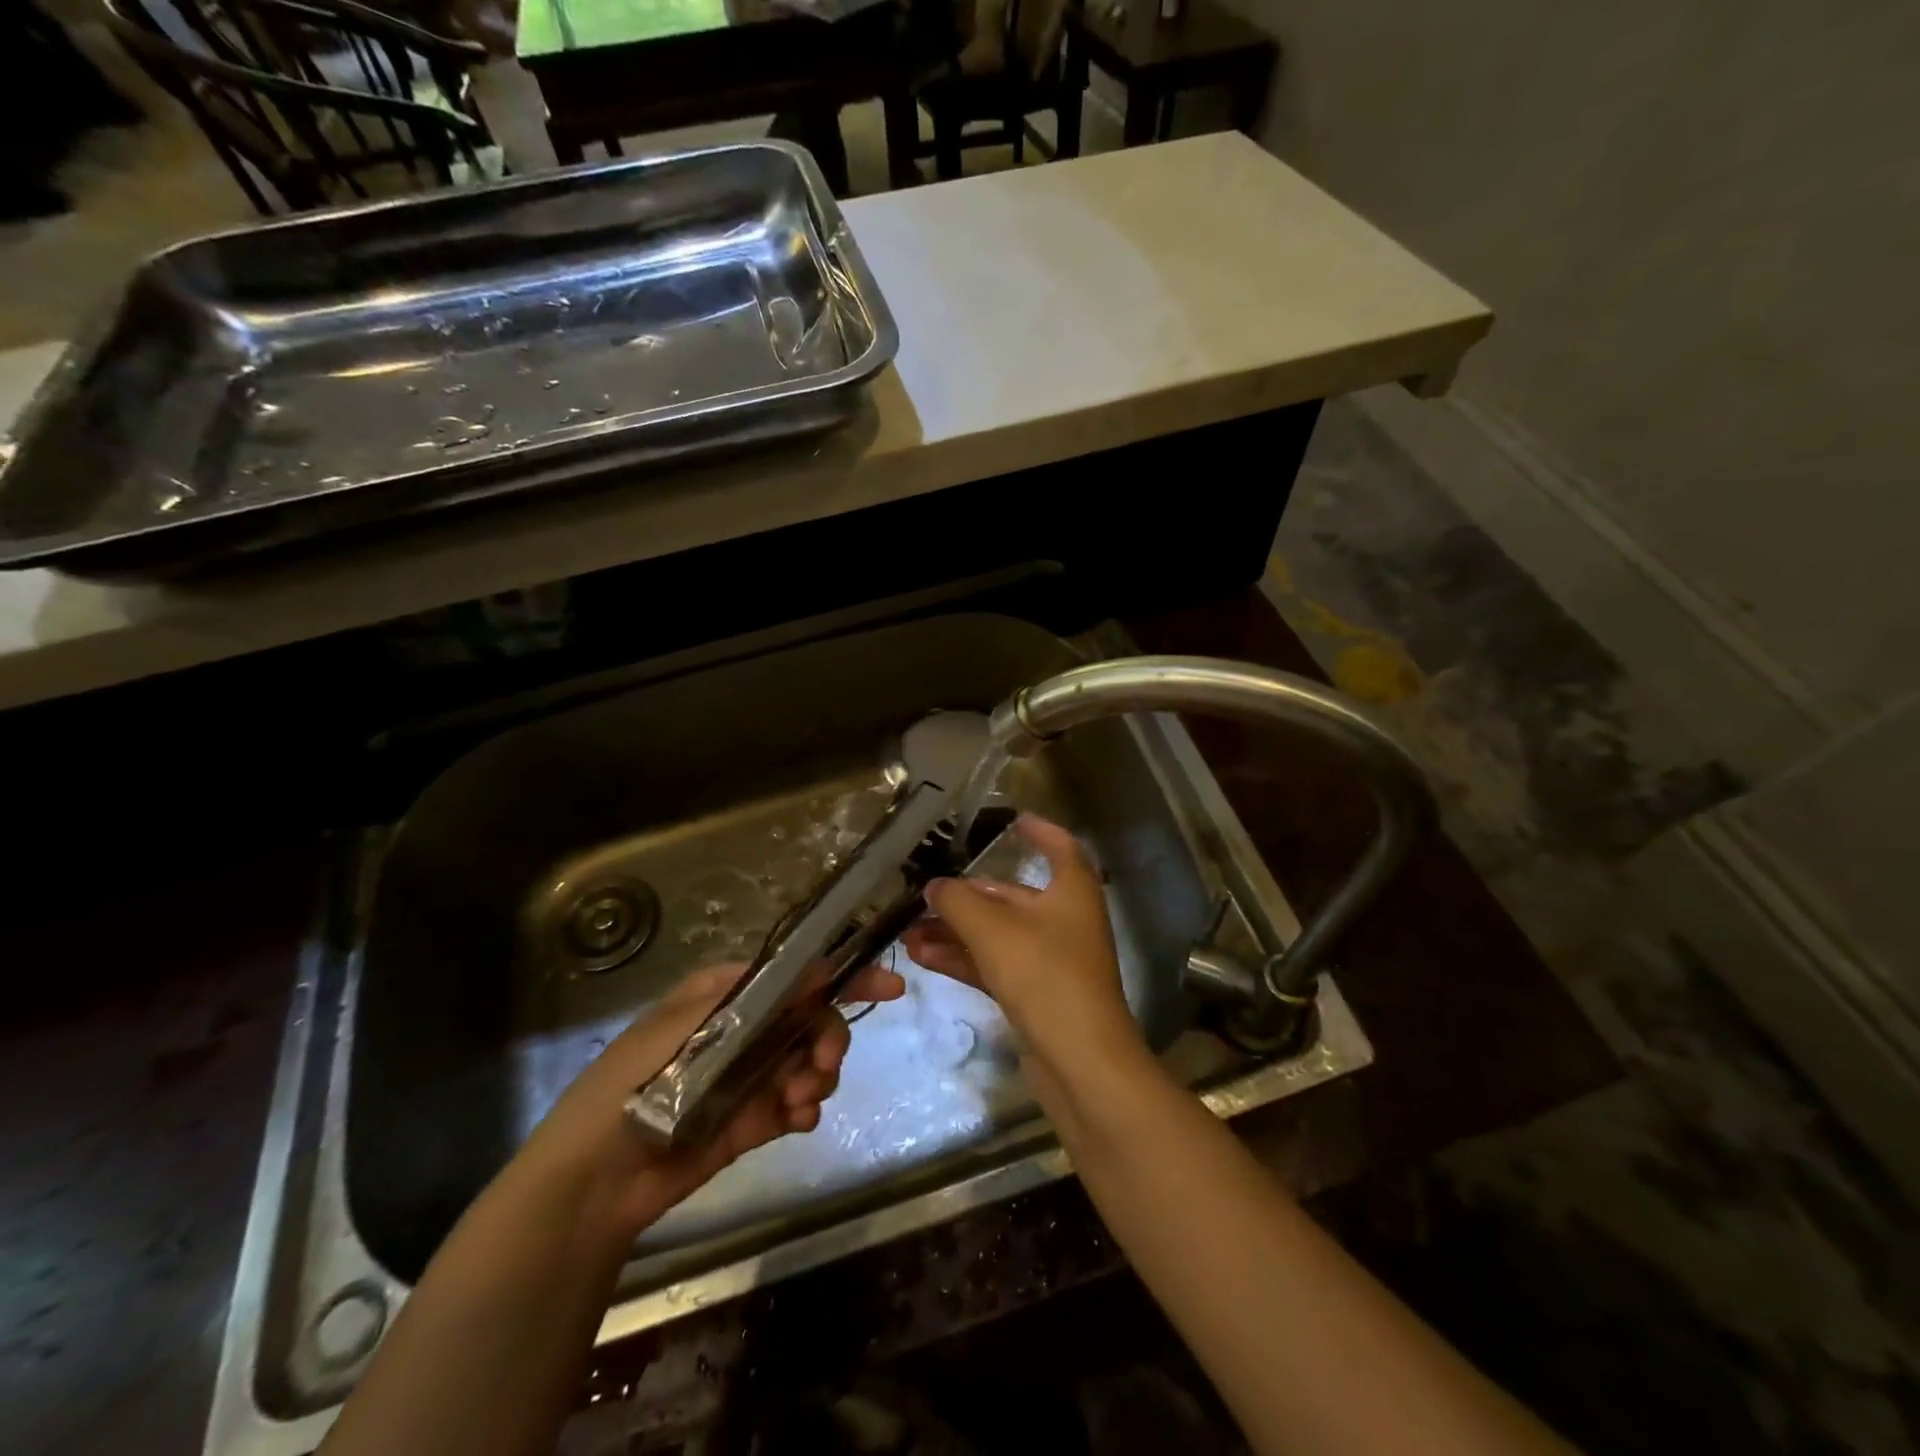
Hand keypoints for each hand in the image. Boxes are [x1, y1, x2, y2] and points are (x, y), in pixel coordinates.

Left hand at [517, 958, 904, 1241]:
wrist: (592, 1182)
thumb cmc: (627, 1086)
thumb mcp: (679, 1028)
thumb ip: (749, 1001)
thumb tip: (817, 969)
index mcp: (727, 995)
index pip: (796, 975)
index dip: (843, 976)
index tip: (888, 987)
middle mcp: (746, 1028)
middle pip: (812, 1018)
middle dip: (828, 1037)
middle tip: (824, 1064)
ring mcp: (751, 1074)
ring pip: (811, 1060)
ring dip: (818, 1076)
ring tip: (799, 1101)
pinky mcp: (754, 1118)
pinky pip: (798, 1103)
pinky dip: (806, 1107)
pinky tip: (796, 1119)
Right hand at [902, 814, 1142, 1077]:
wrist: (1081, 1062)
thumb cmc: (1045, 976)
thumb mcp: (993, 930)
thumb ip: (958, 901)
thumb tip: (934, 886)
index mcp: (1071, 891)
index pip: (1059, 846)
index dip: (1038, 831)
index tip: (1011, 820)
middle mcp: (1065, 920)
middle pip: (1013, 896)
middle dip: (967, 896)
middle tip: (924, 894)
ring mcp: (1051, 960)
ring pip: (997, 934)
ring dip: (955, 931)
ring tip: (908, 931)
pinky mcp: (1036, 995)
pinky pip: (994, 965)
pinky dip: (963, 959)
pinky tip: (923, 957)